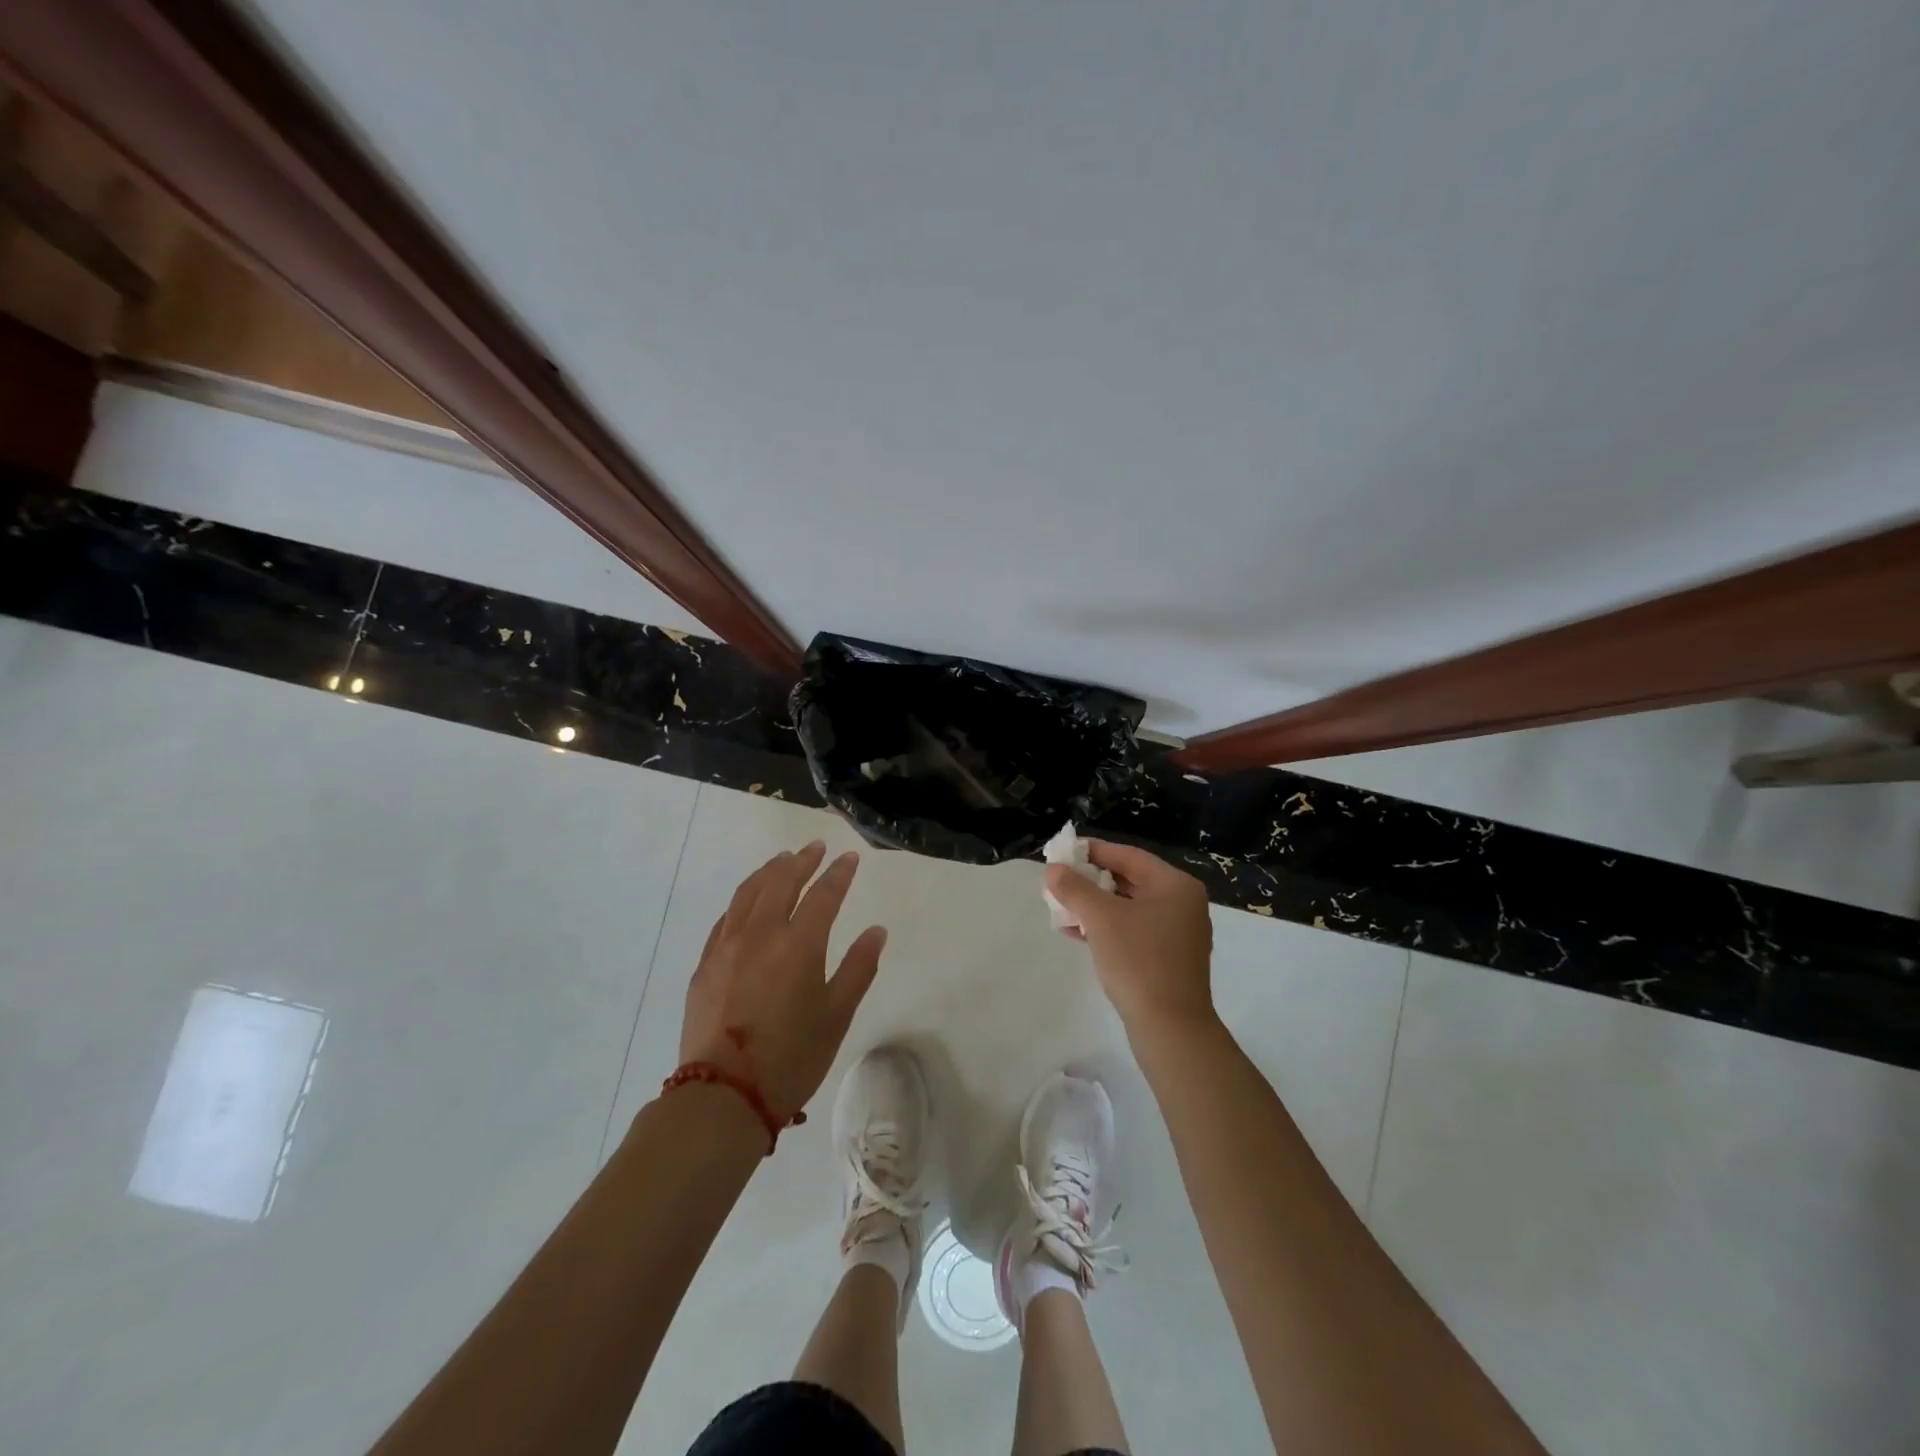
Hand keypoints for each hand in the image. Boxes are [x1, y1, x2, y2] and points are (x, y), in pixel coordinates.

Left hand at [679, 842, 886, 1120]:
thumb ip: (858, 968)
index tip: (849, 858)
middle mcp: (761, 934)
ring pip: (748, 893)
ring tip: (783, 860)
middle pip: (781, 882)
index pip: (823, 895)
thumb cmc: (791, 1058)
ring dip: (769, 871)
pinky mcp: (705, 964)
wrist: (723, 1095)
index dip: (839, 874)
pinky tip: (749, 901)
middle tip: (815, 848)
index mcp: (798, 945)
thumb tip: (877, 931)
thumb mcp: (836, 1016)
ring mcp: (727, 946)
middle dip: (802, 861)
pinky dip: (743, 899)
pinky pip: (726, 917)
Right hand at [1045, 840, 1214, 1034]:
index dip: (1093, 851)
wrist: (1170, 1028)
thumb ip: (1074, 888)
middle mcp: (1182, 903)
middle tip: (1058, 880)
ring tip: (1060, 907)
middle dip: (1090, 881)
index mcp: (1175, 885)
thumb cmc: (1139, 961)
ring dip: (1094, 905)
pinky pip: (1132, 930)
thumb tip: (1053, 870)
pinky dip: (1105, 928)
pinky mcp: (1168, 958)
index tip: (1062, 852)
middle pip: (1129, 880)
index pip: (1128, 856)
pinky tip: (1074, 933)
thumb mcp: (1101, 919)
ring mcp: (1177, 933)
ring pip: (1128, 907)